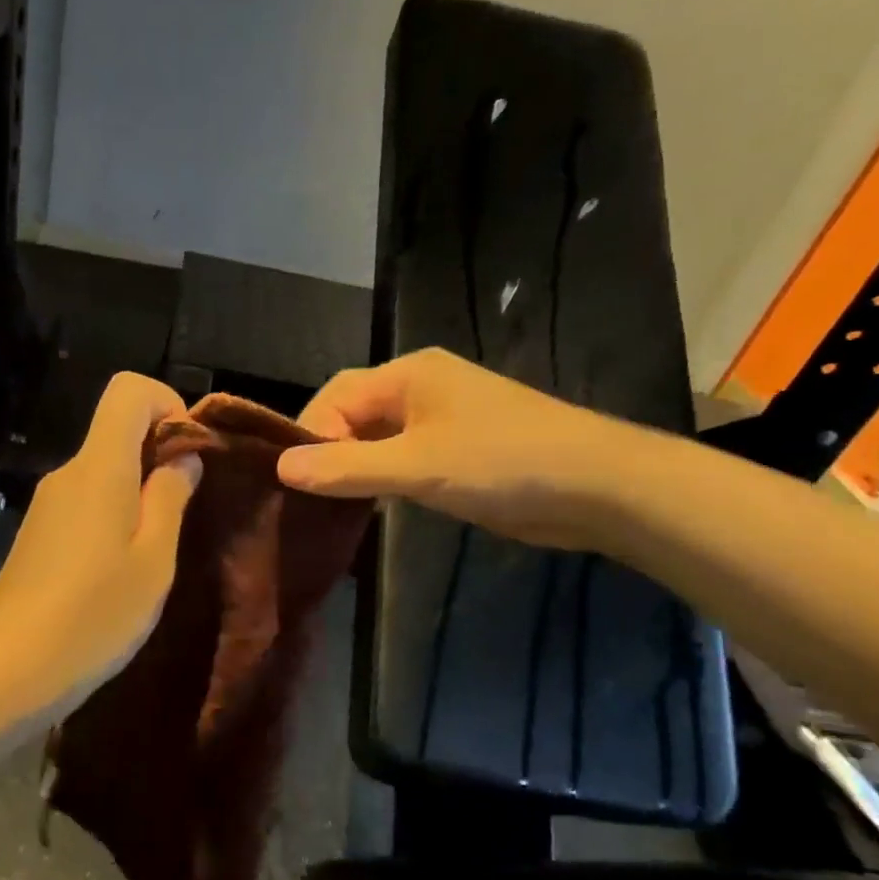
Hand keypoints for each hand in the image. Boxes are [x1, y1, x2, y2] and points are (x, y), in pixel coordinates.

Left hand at [0, 372, 202, 714]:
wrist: (8, 669)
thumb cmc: (94, 614)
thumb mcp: (153, 559)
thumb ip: (170, 498)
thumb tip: (182, 458)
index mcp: (99, 467)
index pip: (128, 389)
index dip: (167, 403)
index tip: (190, 452)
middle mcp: (67, 474)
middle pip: (116, 431)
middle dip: (159, 456)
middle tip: (186, 513)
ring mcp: (48, 505)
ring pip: (103, 472)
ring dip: (138, 493)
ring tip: (157, 552)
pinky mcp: (38, 535)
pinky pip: (85, 503)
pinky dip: (113, 516)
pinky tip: (121, 570)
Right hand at [276, 348, 634, 547]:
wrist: (597, 487)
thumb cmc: (502, 462)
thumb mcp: (416, 466)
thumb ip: (347, 467)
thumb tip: (282, 468)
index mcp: (409, 374)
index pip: (337, 394)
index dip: (310, 433)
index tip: (295, 479)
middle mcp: (421, 388)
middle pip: (354, 414)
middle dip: (328, 450)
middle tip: (307, 495)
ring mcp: (441, 419)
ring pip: (376, 439)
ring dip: (353, 467)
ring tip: (328, 504)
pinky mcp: (456, 450)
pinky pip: (401, 458)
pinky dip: (380, 478)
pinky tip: (368, 505)